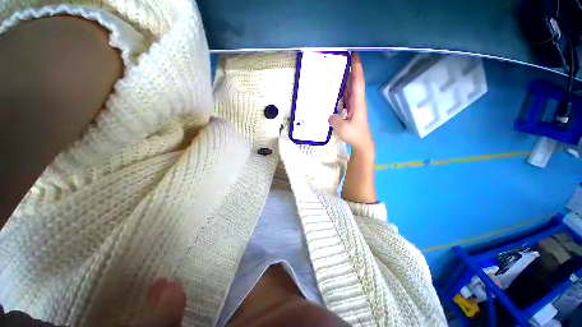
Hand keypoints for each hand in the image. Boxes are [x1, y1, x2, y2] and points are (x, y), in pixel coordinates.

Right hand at [328, 53, 373, 151]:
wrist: (361, 142)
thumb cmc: (354, 135)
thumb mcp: (342, 128)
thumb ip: (334, 119)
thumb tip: (329, 114)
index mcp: (358, 102)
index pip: (358, 81)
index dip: (356, 68)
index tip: (354, 54)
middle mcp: (357, 100)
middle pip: (354, 81)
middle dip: (350, 69)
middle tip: (340, 58)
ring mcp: (353, 105)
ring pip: (350, 88)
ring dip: (345, 78)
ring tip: (335, 70)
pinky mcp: (350, 109)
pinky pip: (346, 96)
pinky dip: (341, 90)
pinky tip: (334, 89)